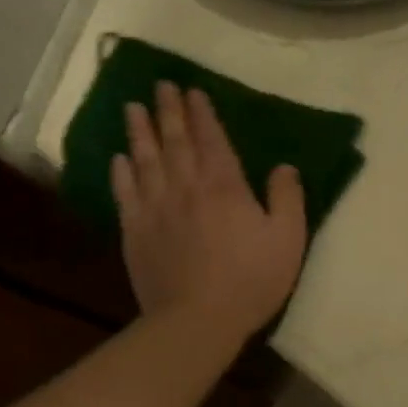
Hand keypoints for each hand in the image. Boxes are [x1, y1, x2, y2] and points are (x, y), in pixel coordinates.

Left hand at [113, 83, 306, 343]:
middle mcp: (186, 187)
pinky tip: (119, 158)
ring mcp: (156, 208)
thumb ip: (288, 198)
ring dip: (140, 132)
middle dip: (168, 111)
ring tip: (133, 108)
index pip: (211, 139)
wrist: (197, 320)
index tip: (192, 91)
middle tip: (160, 86)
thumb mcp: (288, 239)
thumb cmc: (250, 280)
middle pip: (174, 141)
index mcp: (224, 186)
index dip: (202, 114)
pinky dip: (121, 172)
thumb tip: (284, 167)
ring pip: (145, 160)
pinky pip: (125, 193)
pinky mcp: (135, 232)